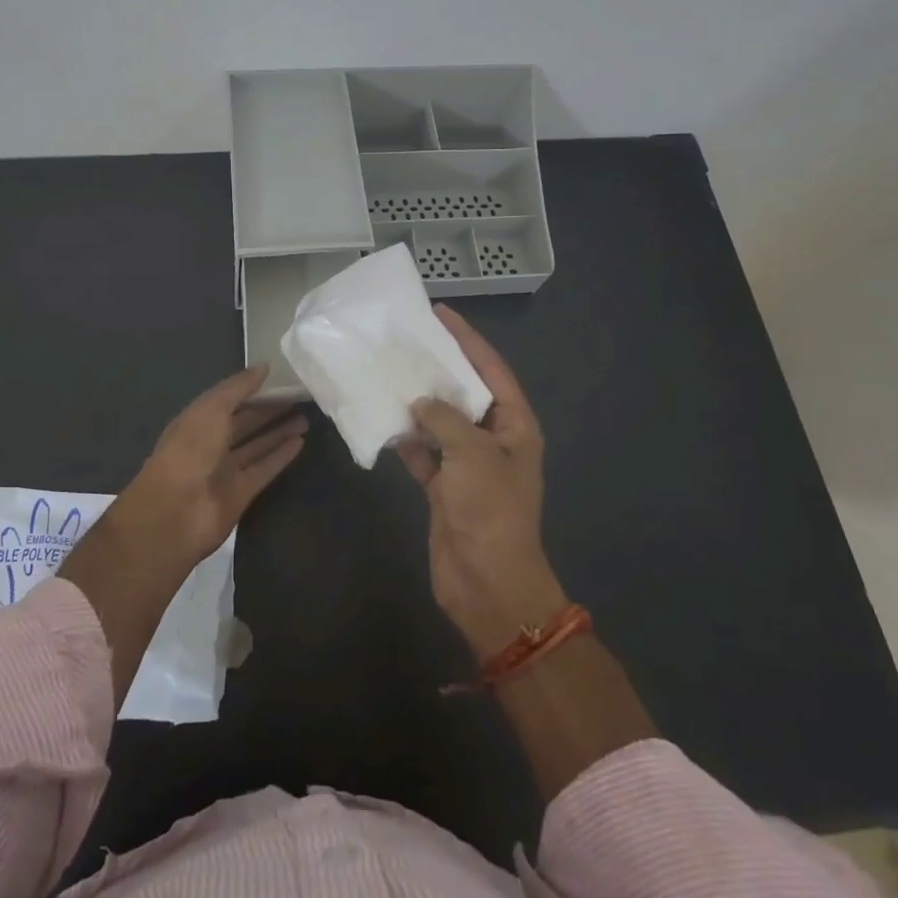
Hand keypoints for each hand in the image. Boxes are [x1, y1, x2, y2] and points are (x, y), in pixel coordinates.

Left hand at [115, 363, 307, 567]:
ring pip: (256, 446)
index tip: (280, 379)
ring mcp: (225, 470)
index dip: (252, 390)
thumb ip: (238, 387)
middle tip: (299, 398)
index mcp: (197, 421)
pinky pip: (264, 469)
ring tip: (305, 418)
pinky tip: (300, 443)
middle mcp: (210, 444)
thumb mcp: (211, 408)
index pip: (228, 401)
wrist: (175, 512)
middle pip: (244, 424)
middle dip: (269, 411)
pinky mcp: (241, 493)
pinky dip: (281, 457)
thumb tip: (265, 366)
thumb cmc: (190, 450)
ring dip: (278, 432)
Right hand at [396, 307, 567, 658]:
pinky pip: (423, 452)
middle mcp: (494, 440)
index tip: (441, 313)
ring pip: (440, 421)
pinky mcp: (444, 487)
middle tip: (408, 340)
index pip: (491, 370)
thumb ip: (445, 419)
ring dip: (417, 403)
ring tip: (389, 372)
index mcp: (515, 426)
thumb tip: (420, 404)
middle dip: (439, 368)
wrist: (488, 583)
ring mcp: (468, 464)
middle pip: (465, 393)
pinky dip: (405, 439)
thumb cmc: (491, 511)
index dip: (468, 340)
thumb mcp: (474, 454)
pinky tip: (382, 420)